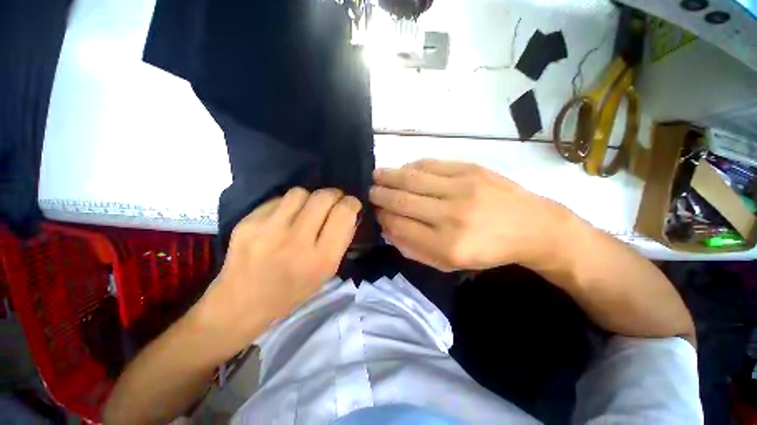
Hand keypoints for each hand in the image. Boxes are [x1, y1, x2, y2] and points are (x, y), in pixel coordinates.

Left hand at [195, 187, 360, 356]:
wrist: (241, 303)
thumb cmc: (292, 291)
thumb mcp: (327, 273)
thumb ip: (341, 240)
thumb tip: (350, 212)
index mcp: (321, 259)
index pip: (344, 213)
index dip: (352, 203)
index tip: (351, 204)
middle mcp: (296, 242)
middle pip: (323, 197)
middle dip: (334, 195)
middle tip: (333, 201)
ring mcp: (268, 230)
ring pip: (300, 193)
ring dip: (310, 198)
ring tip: (307, 209)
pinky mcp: (247, 223)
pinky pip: (278, 200)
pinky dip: (288, 205)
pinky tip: (284, 218)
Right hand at [370, 159, 569, 270]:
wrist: (531, 227)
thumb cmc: (487, 250)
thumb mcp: (450, 264)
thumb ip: (415, 249)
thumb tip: (389, 227)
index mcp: (446, 245)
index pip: (400, 226)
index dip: (383, 217)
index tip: (376, 212)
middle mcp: (451, 216)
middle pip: (402, 201)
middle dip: (380, 195)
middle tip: (369, 191)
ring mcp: (461, 189)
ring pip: (412, 179)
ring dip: (389, 176)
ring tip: (377, 175)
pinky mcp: (471, 170)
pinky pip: (431, 164)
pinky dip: (412, 166)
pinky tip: (403, 169)